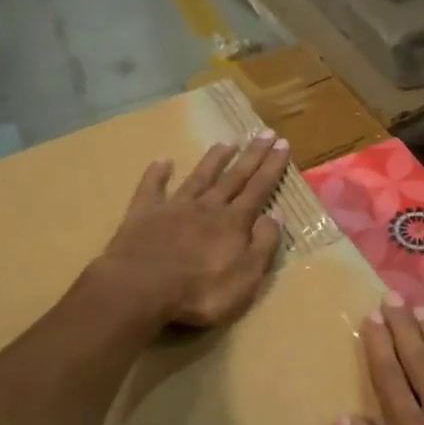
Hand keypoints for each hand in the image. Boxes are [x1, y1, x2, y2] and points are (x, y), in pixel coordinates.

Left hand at [91, 133, 290, 328]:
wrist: (141, 288)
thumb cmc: (200, 292)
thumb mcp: (246, 278)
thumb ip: (262, 245)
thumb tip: (275, 216)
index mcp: (233, 223)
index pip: (259, 189)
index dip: (272, 167)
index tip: (283, 143)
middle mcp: (206, 208)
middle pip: (233, 177)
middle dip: (251, 156)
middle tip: (264, 132)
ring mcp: (173, 208)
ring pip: (198, 177)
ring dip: (213, 160)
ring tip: (226, 142)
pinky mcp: (143, 214)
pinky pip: (151, 188)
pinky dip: (157, 174)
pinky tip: (162, 161)